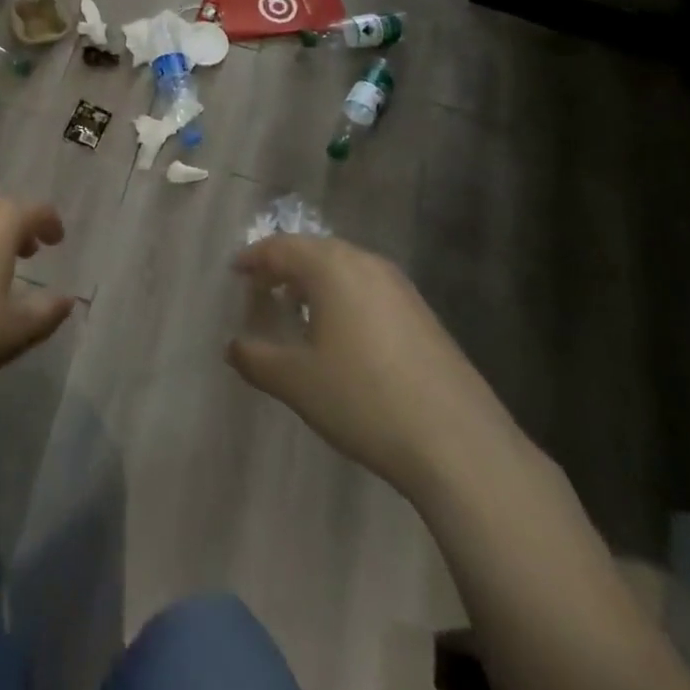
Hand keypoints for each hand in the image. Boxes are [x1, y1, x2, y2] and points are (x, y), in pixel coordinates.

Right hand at [227, 234, 516, 501]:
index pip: (280, 248)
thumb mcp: (296, 382)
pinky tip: (342, 334)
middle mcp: (365, 262)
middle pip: (314, 251)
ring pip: (344, 268)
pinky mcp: (421, 312)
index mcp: (331, 267)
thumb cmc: (363, 399)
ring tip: (297, 311)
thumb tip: (233, 346)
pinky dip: (344, 296)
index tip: (236, 272)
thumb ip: (255, 358)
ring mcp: (399, 285)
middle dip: (284, 266)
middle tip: (262, 290)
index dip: (254, 259)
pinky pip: (368, 287)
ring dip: (315, 281)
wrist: (457, 441)